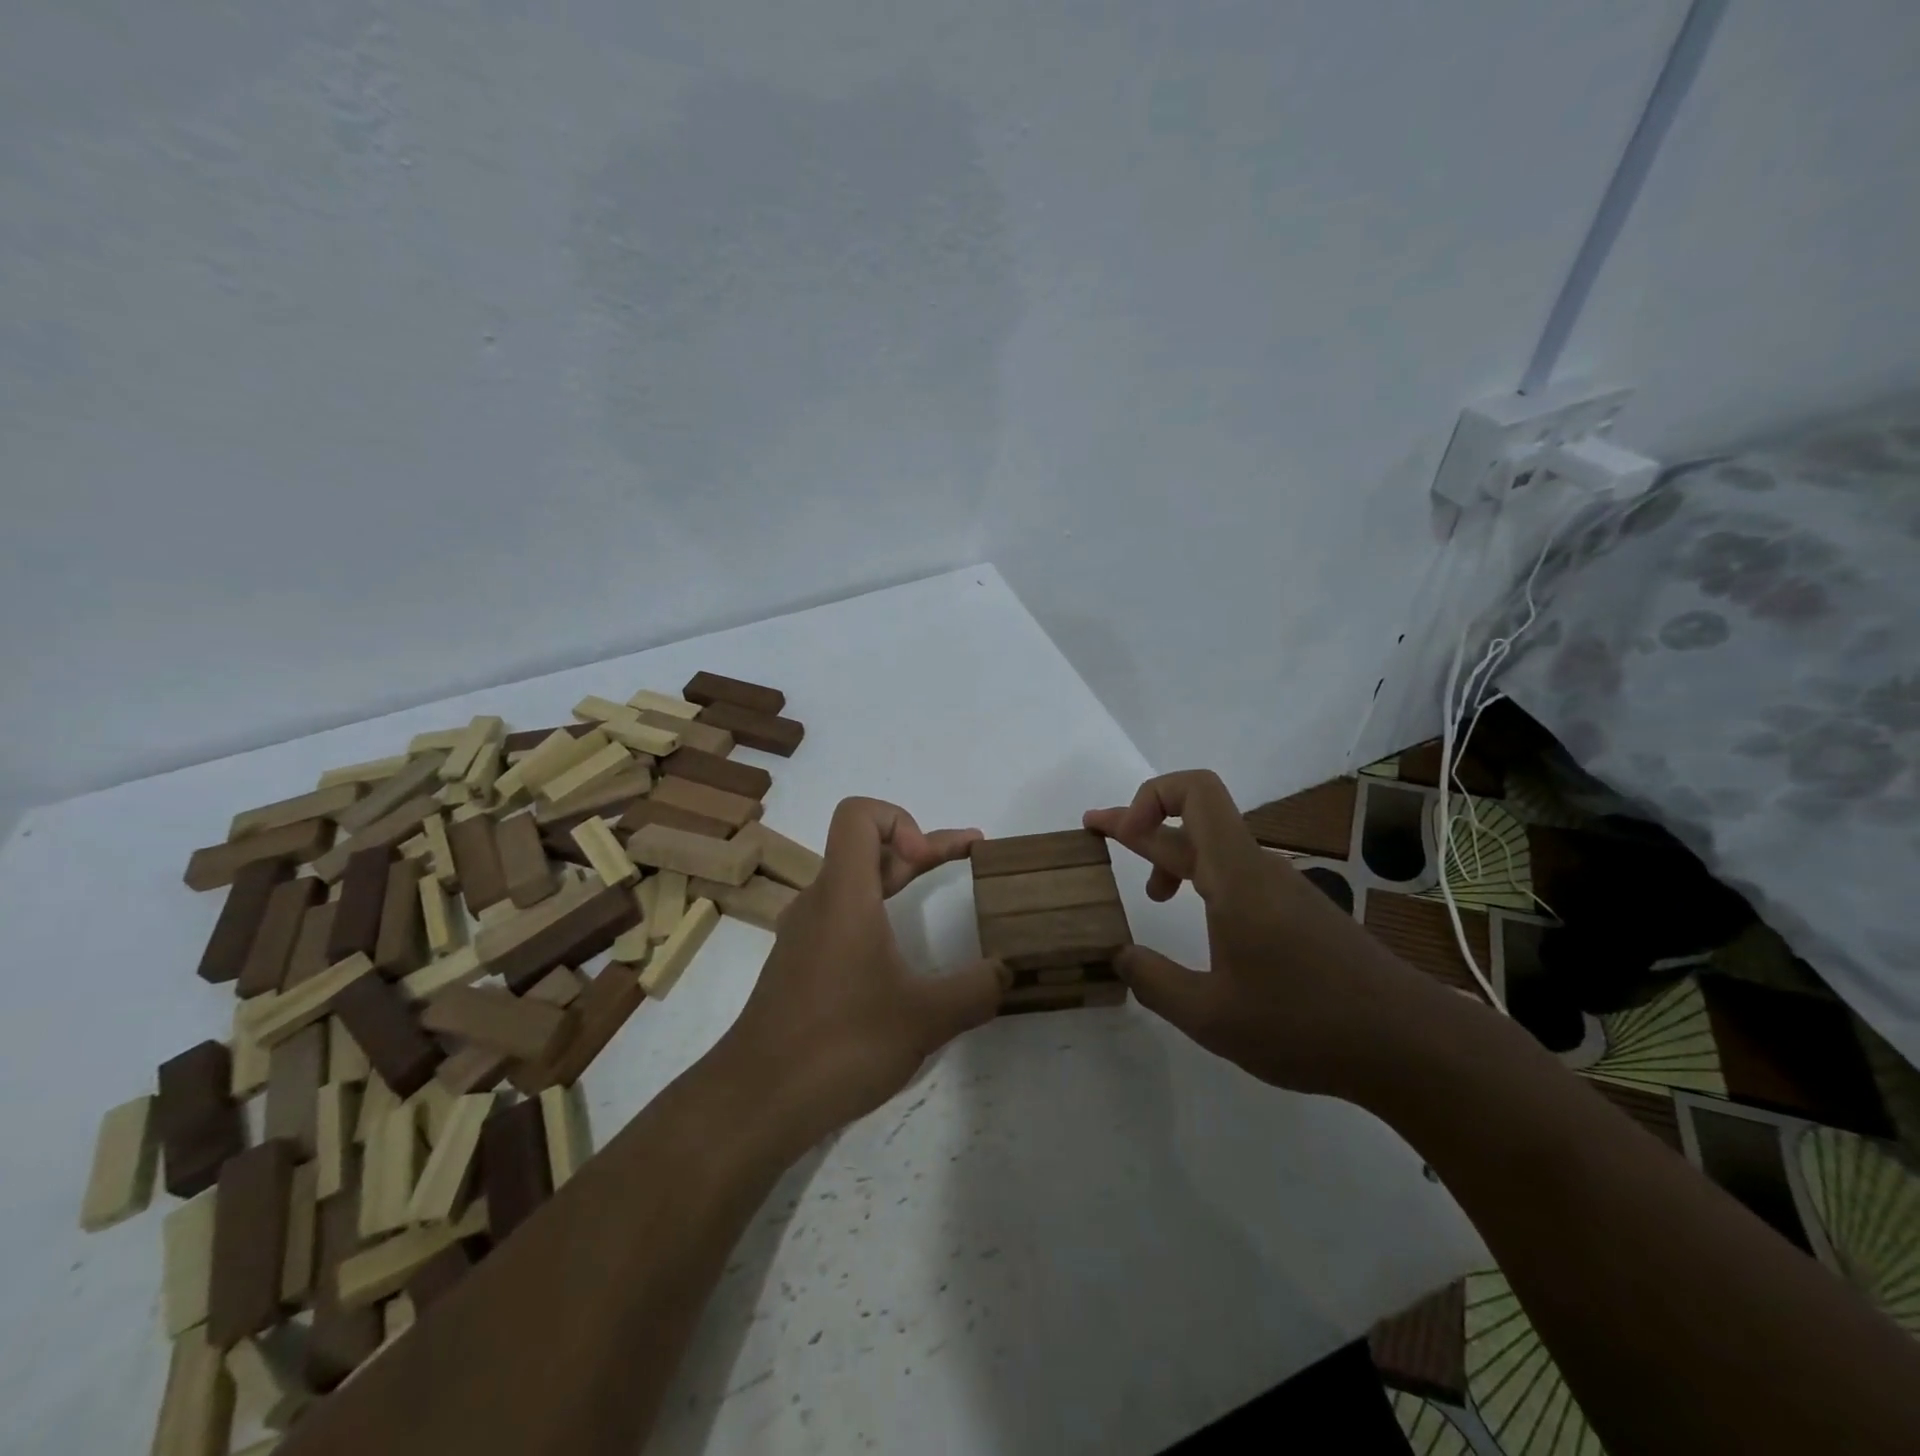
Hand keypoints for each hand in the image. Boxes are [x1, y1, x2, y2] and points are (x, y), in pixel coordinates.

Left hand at [717, 797, 1005, 1147]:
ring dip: (899, 877)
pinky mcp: (800, 963)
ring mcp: (805, 933)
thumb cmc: (840, 1044)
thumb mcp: (925, 1018)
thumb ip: (976, 990)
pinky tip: (901, 951)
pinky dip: (879, 911)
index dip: (901, 819)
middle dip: (921, 846)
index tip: (928, 860)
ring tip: (942, 891)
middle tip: (971, 855)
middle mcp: (820, 901)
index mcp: (844, 894)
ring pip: (855, 882)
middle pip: (866, 846)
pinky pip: (843, 915)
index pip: (858, 814)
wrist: (756, 1100)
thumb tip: (1011, 971)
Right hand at [1085, 770, 1434, 1096]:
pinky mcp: (1299, 913)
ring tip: (1149, 894)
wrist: (1410, 1045)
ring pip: (1216, 851)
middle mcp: (1258, 869)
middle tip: (1096, 831)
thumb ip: (1154, 982)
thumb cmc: (1305, 1024)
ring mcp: (1282, 890)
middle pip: (1194, 820)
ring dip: (1174, 858)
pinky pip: (1238, 877)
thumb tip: (1121, 956)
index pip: (1195, 793)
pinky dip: (1203, 883)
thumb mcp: (1210, 1016)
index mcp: (1236, 875)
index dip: (1150, 797)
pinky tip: (1201, 925)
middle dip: (1140, 823)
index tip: (1121, 836)